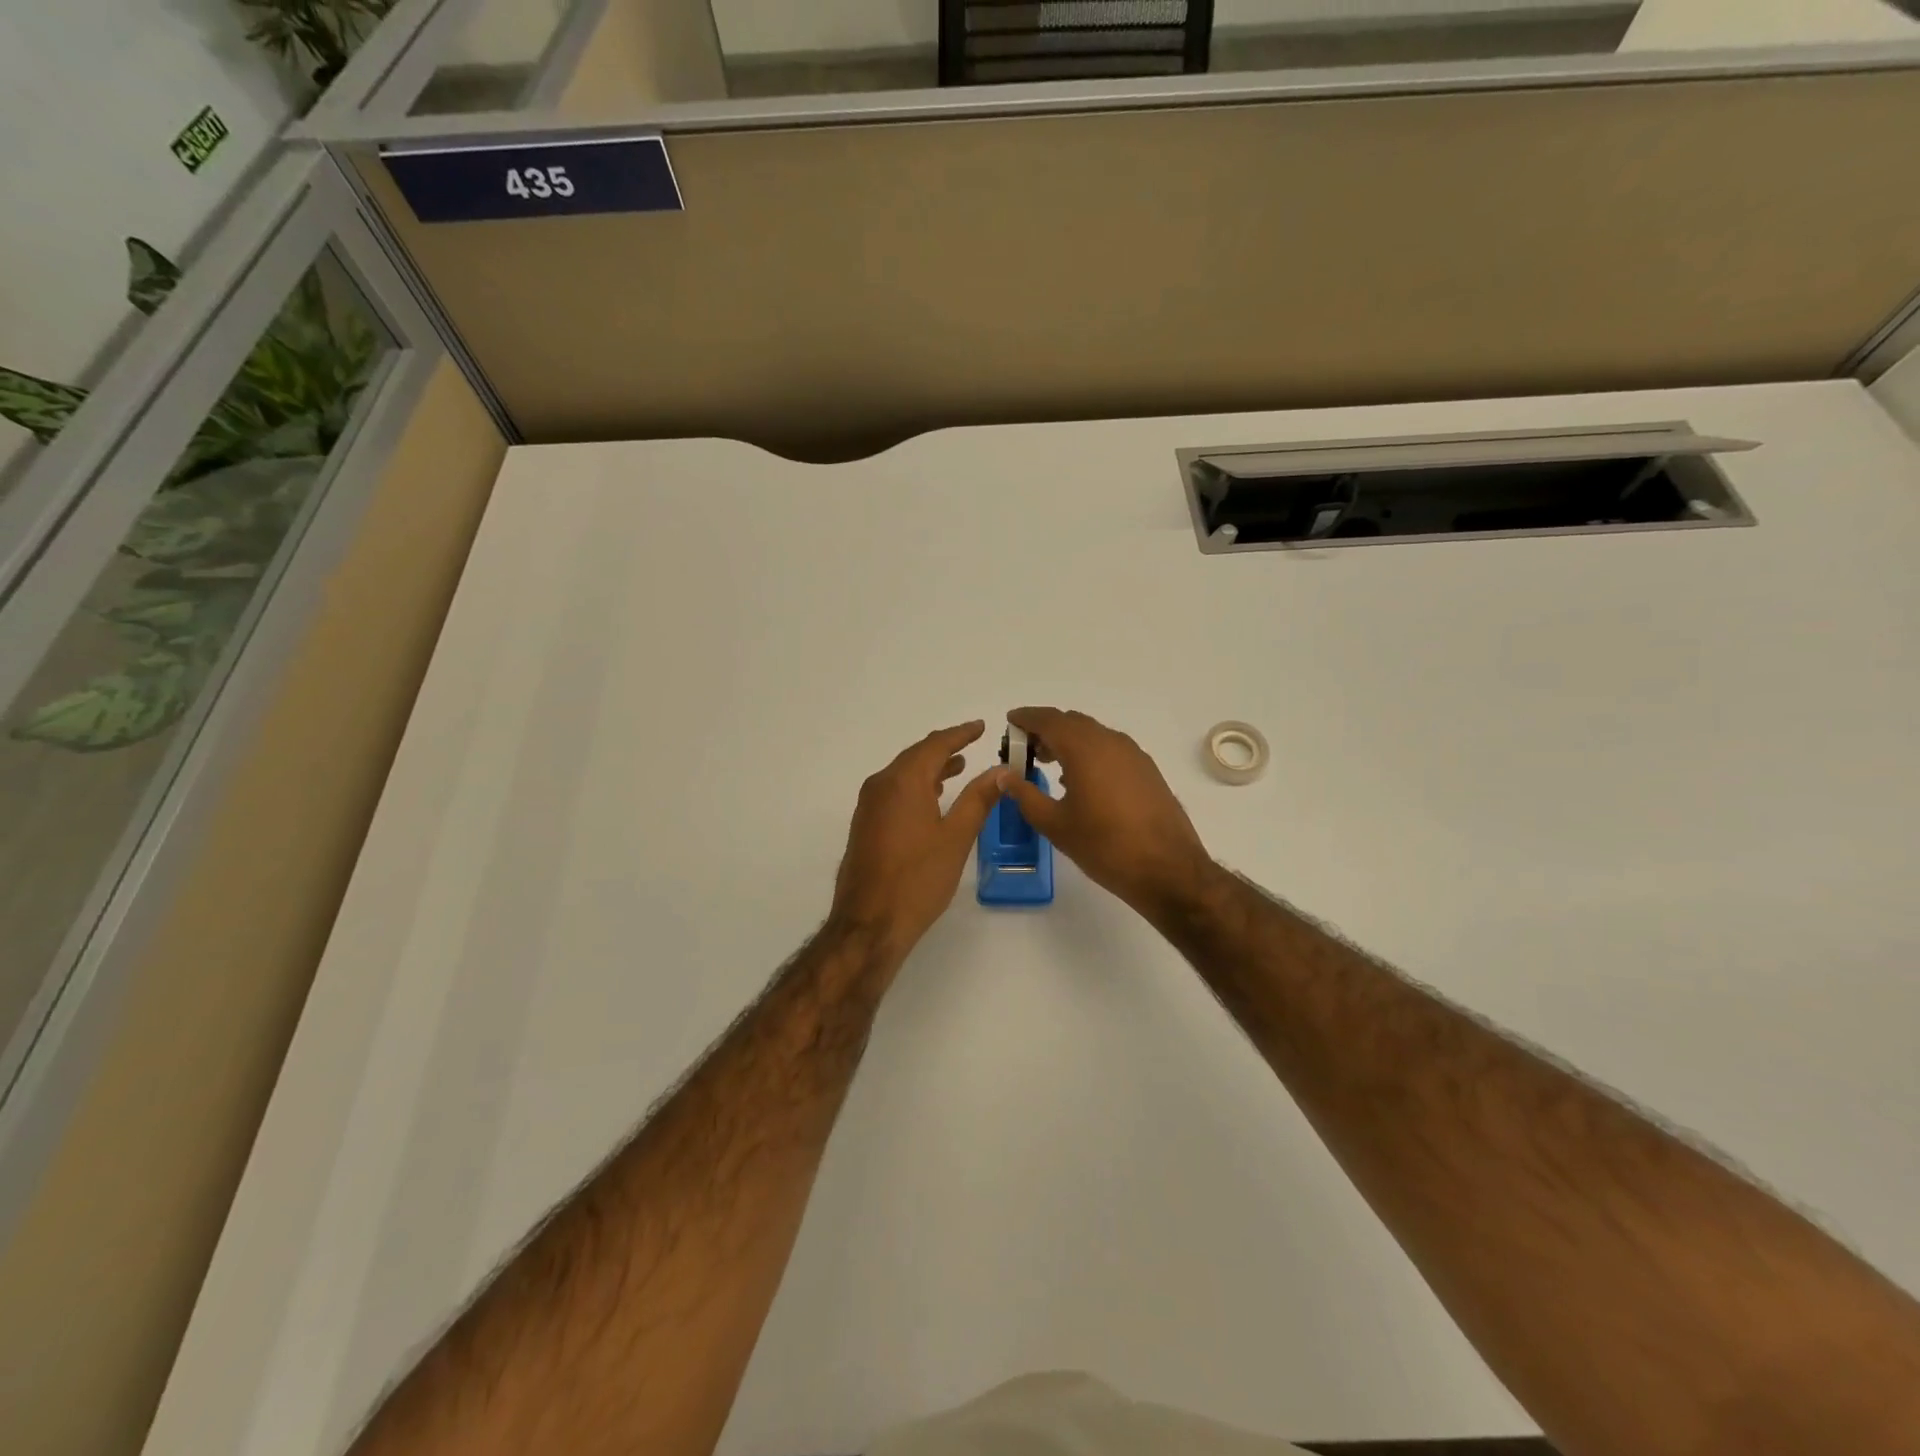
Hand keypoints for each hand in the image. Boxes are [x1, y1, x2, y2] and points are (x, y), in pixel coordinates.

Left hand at [830, 721, 1008, 961]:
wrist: (869, 923)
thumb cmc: (918, 879)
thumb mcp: (956, 837)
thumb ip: (978, 799)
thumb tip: (999, 770)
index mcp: (903, 782)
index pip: (934, 745)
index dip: (960, 734)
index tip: (980, 726)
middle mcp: (880, 786)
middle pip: (915, 756)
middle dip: (944, 749)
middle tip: (971, 744)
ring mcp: (868, 806)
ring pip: (903, 775)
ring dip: (930, 768)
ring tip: (958, 768)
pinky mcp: (865, 826)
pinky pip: (893, 792)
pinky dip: (916, 787)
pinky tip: (932, 799)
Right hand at [1004, 707, 1219, 920]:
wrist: (1167, 869)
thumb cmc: (1104, 846)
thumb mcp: (1055, 824)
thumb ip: (1025, 795)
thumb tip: (1004, 776)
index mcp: (1084, 748)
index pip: (1048, 720)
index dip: (1026, 718)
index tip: (1010, 722)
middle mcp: (1110, 741)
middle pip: (1071, 722)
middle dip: (1046, 730)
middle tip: (1025, 749)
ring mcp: (1133, 754)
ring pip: (1093, 734)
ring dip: (1069, 741)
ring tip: (1049, 763)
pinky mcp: (1147, 770)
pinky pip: (1110, 749)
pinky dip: (1089, 753)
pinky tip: (1081, 780)